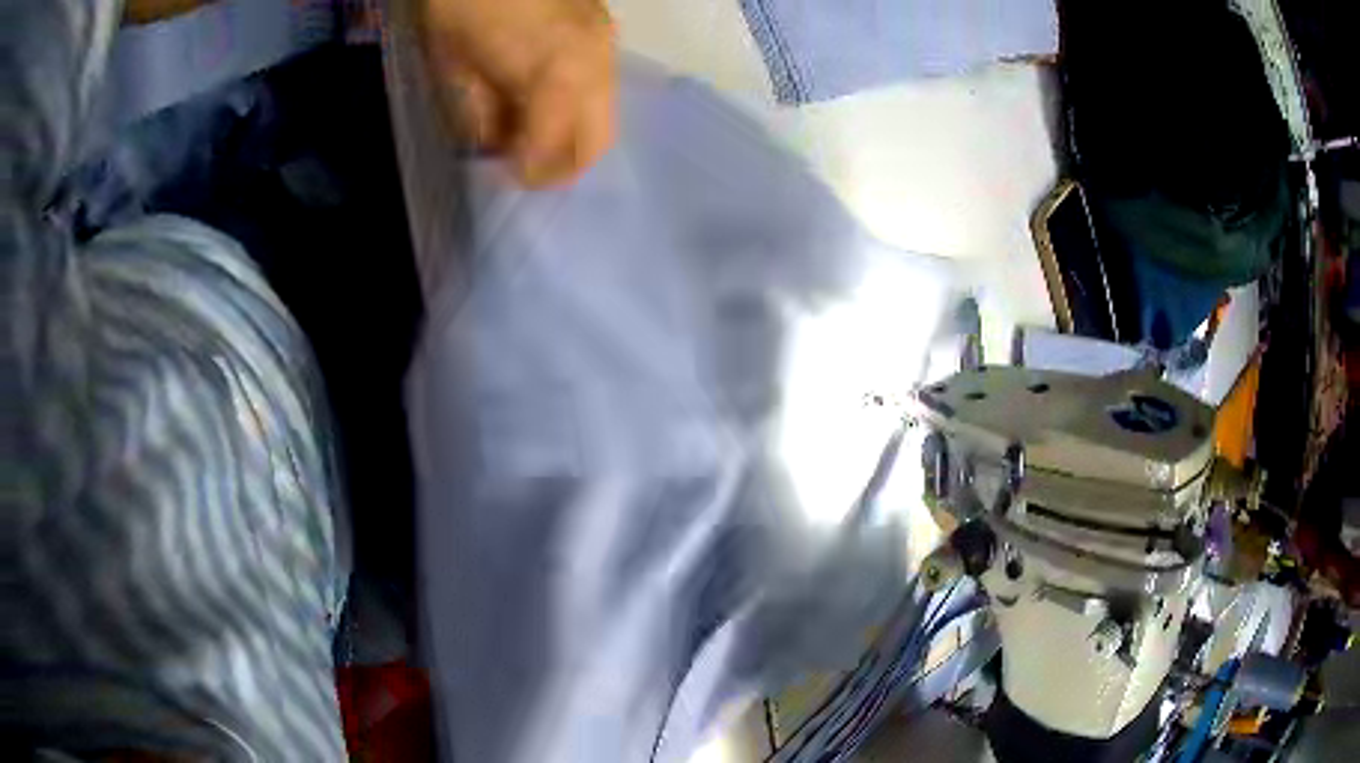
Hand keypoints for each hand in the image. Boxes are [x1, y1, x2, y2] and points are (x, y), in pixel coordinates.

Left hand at [419, 0, 616, 186]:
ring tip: (529, 136)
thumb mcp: (453, 66)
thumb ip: (481, 115)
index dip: (532, 172)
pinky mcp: (602, 31)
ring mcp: (606, 43)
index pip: (558, 145)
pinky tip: (542, 102)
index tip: (508, 179)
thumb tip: (498, 149)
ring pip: (604, 114)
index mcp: (558, 69)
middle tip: (525, 171)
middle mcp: (597, 59)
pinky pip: (599, 87)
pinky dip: (574, 107)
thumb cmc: (461, 3)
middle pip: (599, 139)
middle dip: (563, 166)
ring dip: (569, 136)